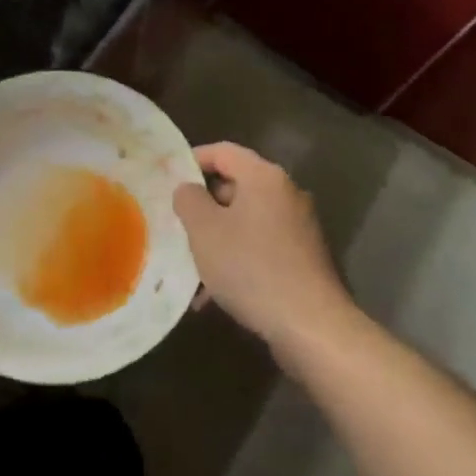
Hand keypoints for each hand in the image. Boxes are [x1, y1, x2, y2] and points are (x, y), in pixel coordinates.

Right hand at [173, 143, 358, 359]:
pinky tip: (213, 294)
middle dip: (202, 207)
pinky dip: (235, 260)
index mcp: (264, 177)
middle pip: (234, 186)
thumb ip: (188, 200)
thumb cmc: (250, 267)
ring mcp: (298, 226)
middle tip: (174, 226)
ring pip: (244, 222)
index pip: (223, 151)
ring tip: (189, 268)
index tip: (166, 178)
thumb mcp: (204, 230)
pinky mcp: (302, 257)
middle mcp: (285, 193)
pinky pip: (259, 247)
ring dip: (216, 239)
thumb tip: (187, 188)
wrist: (309, 324)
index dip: (192, 160)